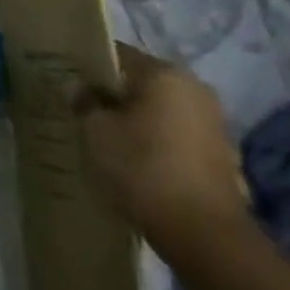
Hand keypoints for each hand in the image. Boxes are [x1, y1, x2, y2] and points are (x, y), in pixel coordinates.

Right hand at [82, 44, 248, 251]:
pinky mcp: (221, 154)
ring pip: (161, 111)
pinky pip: (177, 136)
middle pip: (142, 82)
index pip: (118, 55)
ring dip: (136, 121)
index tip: (68, 82)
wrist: (204, 234)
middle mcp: (194, 88)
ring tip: (107, 140)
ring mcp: (213, 122)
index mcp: (164, 73)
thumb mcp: (96, 133)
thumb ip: (84, 102)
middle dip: (114, 96)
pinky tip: (136, 163)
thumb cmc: (142, 169)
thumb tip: (78, 86)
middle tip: (83, 112)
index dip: (89, 66)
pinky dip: (156, 143)